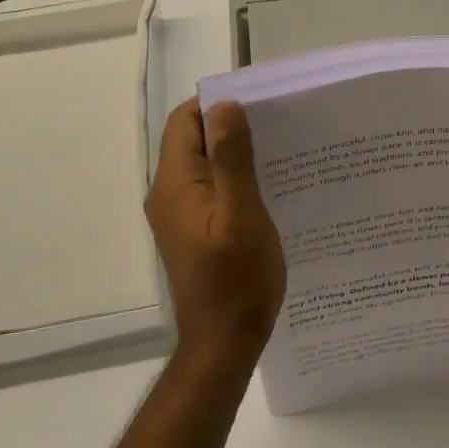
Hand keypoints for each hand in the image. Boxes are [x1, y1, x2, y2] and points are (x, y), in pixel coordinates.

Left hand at [145, 98, 287, 371]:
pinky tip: (268, 188)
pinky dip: (234, 179)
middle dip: (231, 127)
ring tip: (279, 153)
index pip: (185, 122)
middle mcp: (168, 194)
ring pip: (203, 165)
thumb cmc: (237, 280)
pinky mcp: (192, 231)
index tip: (260, 104)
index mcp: (175, 184)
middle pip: (192, 140)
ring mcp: (178, 215)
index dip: (217, 105)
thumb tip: (225, 106)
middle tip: (278, 127)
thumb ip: (232, 160)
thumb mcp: (241, 215)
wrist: (224, 343)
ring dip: (235, 154)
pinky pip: (209, 189)